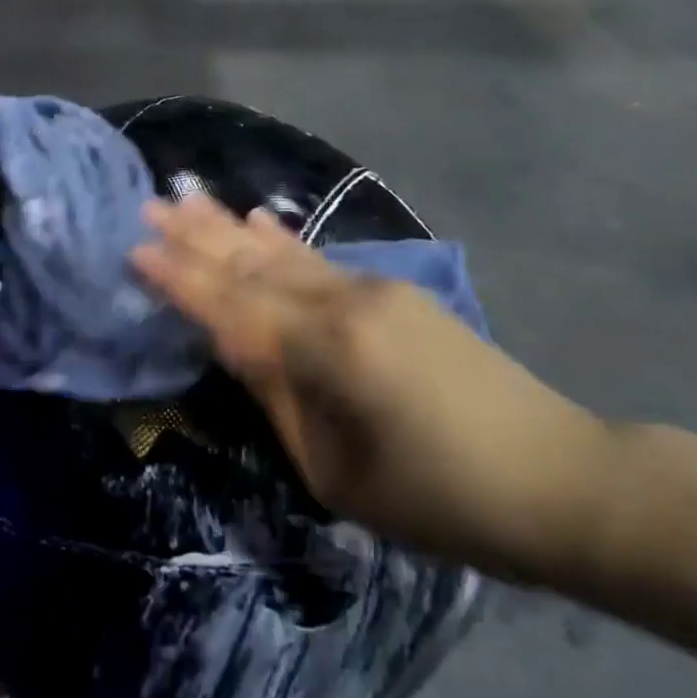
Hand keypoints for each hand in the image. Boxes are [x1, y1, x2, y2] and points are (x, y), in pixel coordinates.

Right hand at [132, 196, 615, 577]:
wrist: (561, 478)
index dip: (181, 279)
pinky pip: (318, 260)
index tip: (135, 248)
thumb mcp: (339, 472)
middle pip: (252, 264)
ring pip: (282, 252)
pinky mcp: (394, 291)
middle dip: (196, 236)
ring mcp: (372, 290)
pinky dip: (278, 240)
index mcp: (327, 351)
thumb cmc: (443, 500)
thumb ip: (279, 397)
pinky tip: (256, 220)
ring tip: (188, 197)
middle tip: (149, 204)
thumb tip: (234, 343)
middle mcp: (344, 303)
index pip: (232, 306)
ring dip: (229, 226)